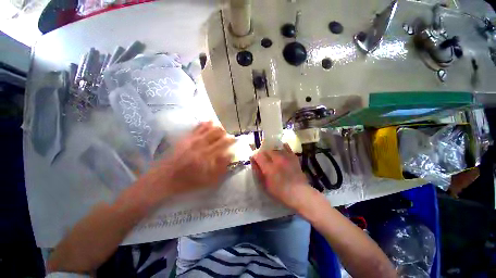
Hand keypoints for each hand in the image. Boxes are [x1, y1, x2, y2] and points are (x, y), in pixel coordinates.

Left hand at [144, 121, 234, 200]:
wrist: (165, 178)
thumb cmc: (188, 181)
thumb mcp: (208, 180)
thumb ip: (221, 167)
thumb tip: (230, 155)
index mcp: (207, 156)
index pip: (223, 143)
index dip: (231, 140)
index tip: (235, 140)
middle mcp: (201, 145)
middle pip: (217, 133)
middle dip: (225, 133)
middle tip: (227, 136)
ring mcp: (193, 139)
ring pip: (209, 128)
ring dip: (217, 127)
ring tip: (220, 130)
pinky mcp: (186, 137)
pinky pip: (198, 127)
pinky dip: (205, 123)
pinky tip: (209, 122)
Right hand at [250, 143, 314, 210]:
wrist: (299, 193)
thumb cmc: (280, 192)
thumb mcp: (265, 185)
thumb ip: (257, 171)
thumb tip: (253, 161)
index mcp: (268, 167)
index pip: (258, 155)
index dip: (255, 156)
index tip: (255, 160)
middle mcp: (277, 159)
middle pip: (266, 150)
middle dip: (263, 153)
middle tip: (264, 159)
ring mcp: (286, 157)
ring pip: (275, 148)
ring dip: (271, 151)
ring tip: (272, 157)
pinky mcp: (293, 157)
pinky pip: (286, 147)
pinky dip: (282, 147)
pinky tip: (281, 149)